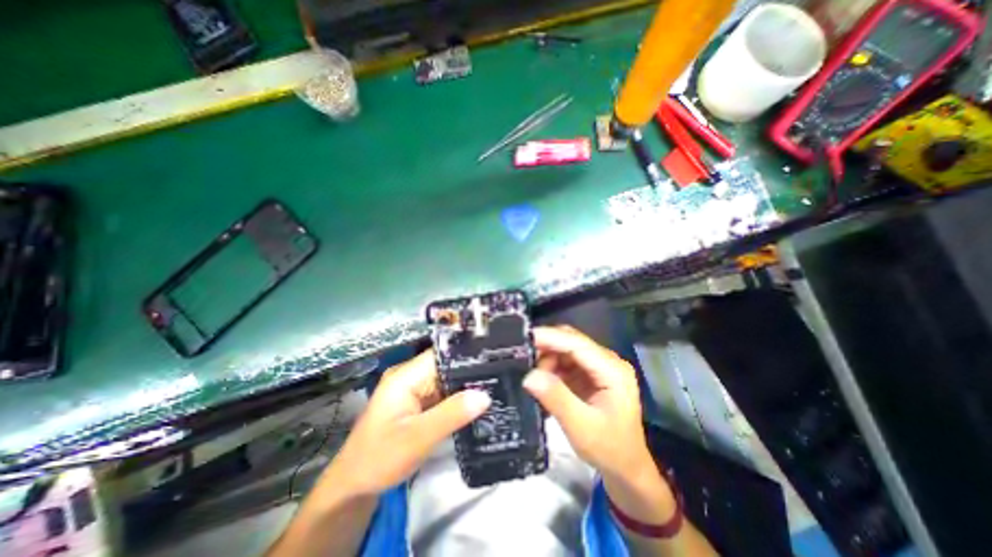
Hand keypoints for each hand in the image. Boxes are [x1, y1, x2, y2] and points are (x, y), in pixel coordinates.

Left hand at [322, 351, 491, 498]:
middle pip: (447, 366)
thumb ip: (451, 415)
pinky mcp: (418, 402)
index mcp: (405, 376)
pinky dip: (459, 398)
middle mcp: (410, 376)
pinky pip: (444, 394)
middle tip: (501, 376)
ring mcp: (414, 389)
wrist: (353, 487)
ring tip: (496, 386)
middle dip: (471, 371)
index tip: (494, 360)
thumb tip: (485, 395)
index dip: (467, 355)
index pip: (442, 355)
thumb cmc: (379, 460)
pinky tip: (478, 402)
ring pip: (447, 380)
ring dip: (467, 385)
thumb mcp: (417, 439)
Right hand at [522, 325, 655, 478]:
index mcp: (612, 370)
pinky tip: (543, 381)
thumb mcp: (581, 427)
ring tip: (533, 376)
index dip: (550, 337)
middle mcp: (608, 362)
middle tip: (522, 359)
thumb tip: (529, 376)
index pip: (577, 343)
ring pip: (567, 350)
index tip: (525, 338)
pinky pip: (567, 362)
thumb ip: (556, 399)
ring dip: (548, 359)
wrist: (626, 468)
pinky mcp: (592, 374)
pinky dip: (552, 367)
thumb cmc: (609, 450)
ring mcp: (600, 367)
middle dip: (546, 347)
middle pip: (572, 342)